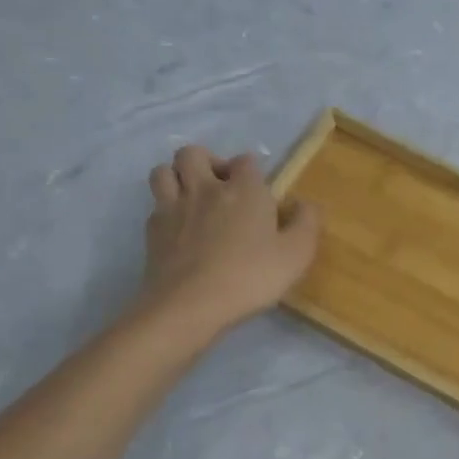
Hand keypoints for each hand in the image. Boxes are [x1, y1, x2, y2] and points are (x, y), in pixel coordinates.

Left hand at [138, 146, 320, 336]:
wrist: (189, 306)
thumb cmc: (249, 277)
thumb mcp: (297, 254)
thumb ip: (307, 223)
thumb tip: (305, 203)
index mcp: (244, 189)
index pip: (246, 161)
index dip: (253, 172)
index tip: (260, 194)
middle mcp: (205, 188)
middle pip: (193, 153)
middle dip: (207, 162)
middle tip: (221, 187)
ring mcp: (173, 208)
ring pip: (164, 171)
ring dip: (177, 177)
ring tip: (192, 198)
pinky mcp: (152, 231)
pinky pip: (155, 205)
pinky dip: (166, 210)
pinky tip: (179, 229)